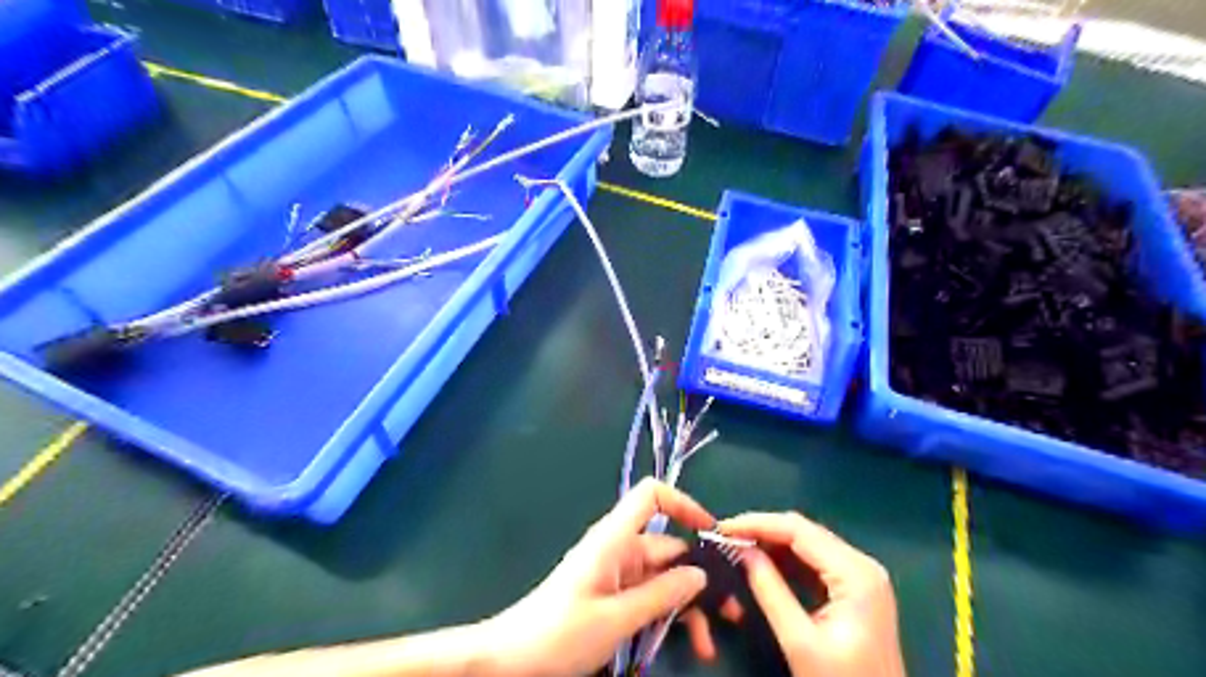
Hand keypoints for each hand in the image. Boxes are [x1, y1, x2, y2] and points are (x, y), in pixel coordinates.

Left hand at [485, 480, 714, 675]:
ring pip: (663, 579)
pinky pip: (648, 598)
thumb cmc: (559, 633)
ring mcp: (616, 575)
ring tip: (709, 643)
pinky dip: (668, 617)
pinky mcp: (612, 598)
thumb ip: (661, 595)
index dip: (683, 503)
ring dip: (688, 606)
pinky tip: (687, 644)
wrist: (510, 661)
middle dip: (700, 576)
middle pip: (667, 547)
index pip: (651, 497)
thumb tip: (700, 574)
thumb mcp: (616, 619)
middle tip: (732, 612)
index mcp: (614, 539)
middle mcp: (618, 550)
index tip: (713, 534)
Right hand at [714, 514, 903, 676]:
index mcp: (855, 573)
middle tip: (725, 538)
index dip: (757, 523)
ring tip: (737, 548)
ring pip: (807, 543)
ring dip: (771, 543)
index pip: (798, 530)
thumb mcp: (799, 641)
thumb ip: (769, 590)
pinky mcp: (855, 589)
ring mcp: (861, 575)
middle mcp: (862, 564)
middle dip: (762, 531)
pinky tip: (761, 563)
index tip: (722, 528)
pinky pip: (814, 561)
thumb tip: (741, 550)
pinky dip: (786, 560)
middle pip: (804, 531)